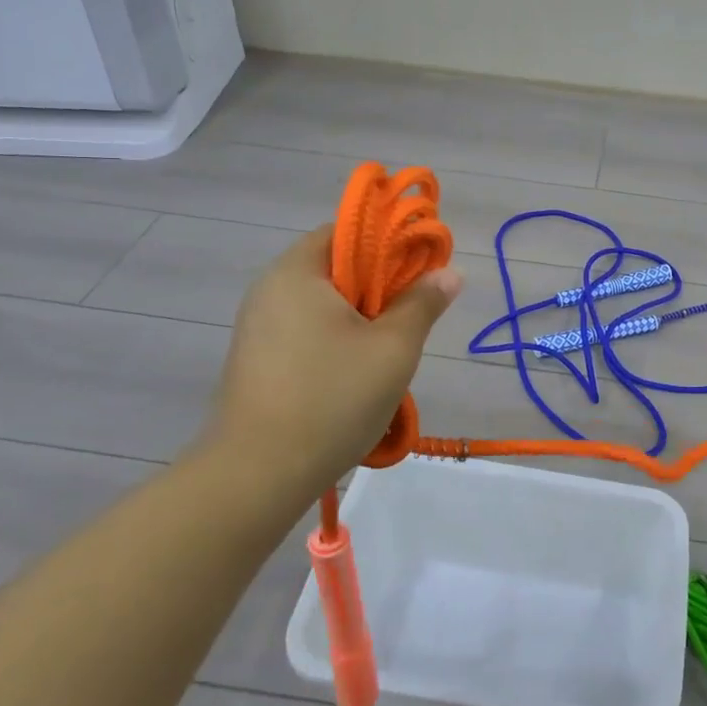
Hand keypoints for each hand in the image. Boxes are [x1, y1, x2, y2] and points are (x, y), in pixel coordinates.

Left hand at [203, 227, 462, 491]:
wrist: (257, 474)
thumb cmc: (332, 399)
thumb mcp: (394, 348)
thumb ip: (423, 303)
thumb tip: (450, 272)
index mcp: (297, 272)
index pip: (348, 231)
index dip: (390, 244)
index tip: (420, 274)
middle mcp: (270, 289)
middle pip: (336, 268)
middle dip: (379, 289)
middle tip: (408, 322)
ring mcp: (258, 327)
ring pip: (323, 305)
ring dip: (360, 321)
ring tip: (385, 357)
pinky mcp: (256, 360)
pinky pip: (305, 332)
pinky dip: (335, 343)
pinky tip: (353, 380)